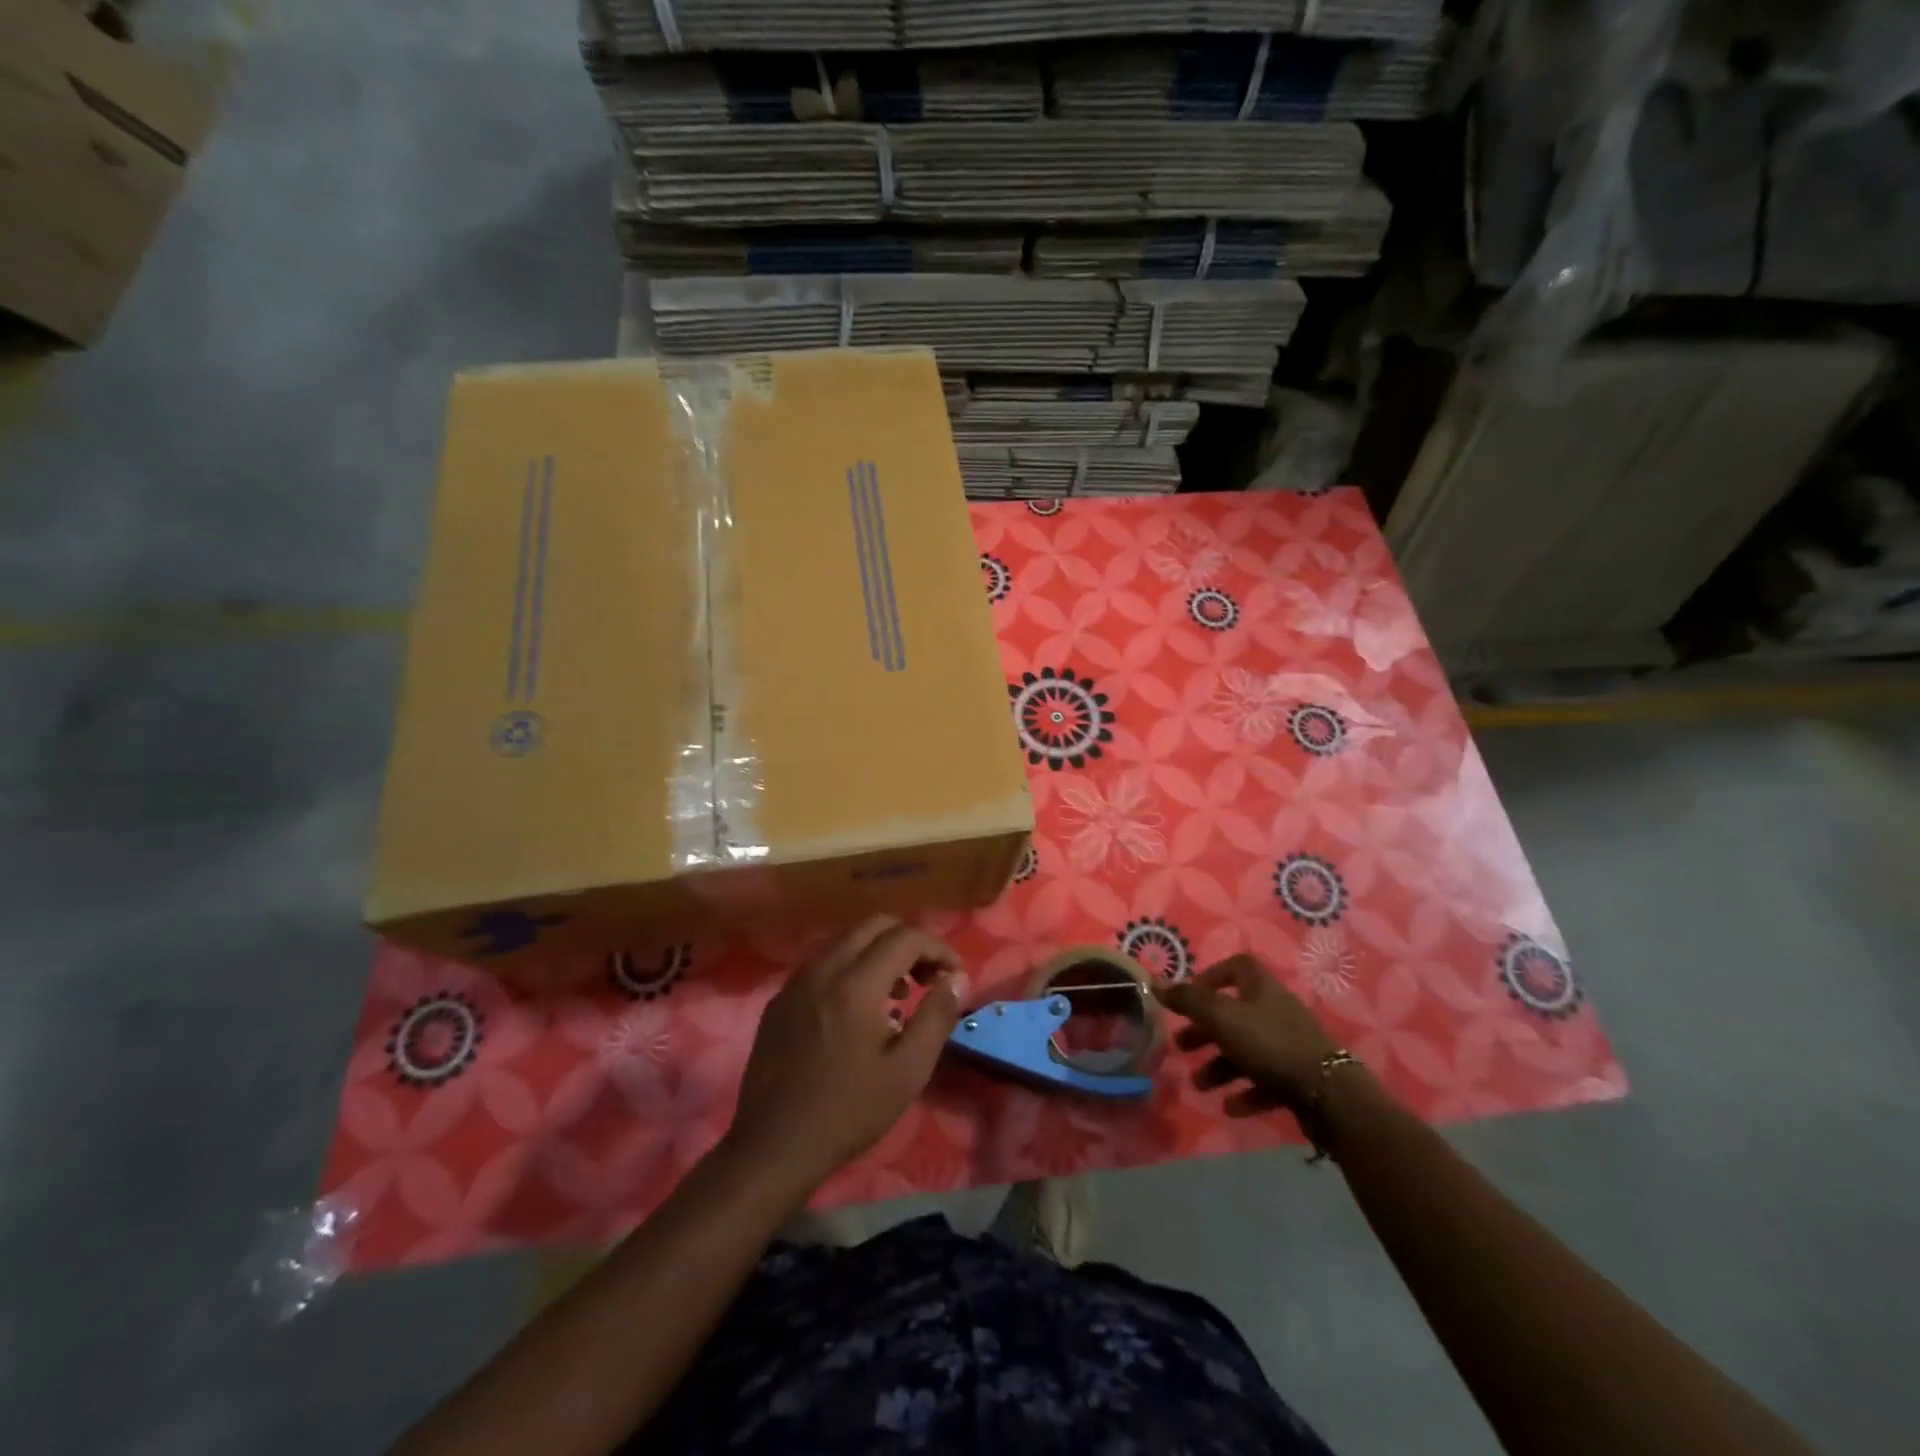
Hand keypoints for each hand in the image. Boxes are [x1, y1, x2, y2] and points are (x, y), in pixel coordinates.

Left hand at [728, 917, 968, 1194]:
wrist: (772, 1148)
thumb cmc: (848, 1112)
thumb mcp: (907, 1071)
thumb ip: (937, 1017)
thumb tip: (958, 978)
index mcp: (855, 985)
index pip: (904, 937)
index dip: (937, 948)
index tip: (952, 975)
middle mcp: (822, 970)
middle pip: (873, 926)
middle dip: (908, 942)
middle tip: (927, 978)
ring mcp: (795, 983)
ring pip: (846, 941)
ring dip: (879, 953)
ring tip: (898, 996)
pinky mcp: (779, 1001)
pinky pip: (823, 965)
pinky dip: (851, 969)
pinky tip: (859, 1012)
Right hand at [1157, 955, 1342, 1116]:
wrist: (1330, 1094)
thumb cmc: (1269, 1043)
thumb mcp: (1221, 1017)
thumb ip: (1187, 1000)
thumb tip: (1156, 982)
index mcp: (1261, 988)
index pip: (1237, 966)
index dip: (1211, 977)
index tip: (1190, 997)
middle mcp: (1276, 1011)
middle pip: (1234, 1013)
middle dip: (1205, 1031)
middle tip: (1181, 1046)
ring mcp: (1290, 1045)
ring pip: (1247, 1050)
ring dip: (1220, 1066)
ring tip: (1200, 1085)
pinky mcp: (1300, 1078)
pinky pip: (1266, 1081)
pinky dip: (1246, 1092)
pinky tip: (1230, 1107)